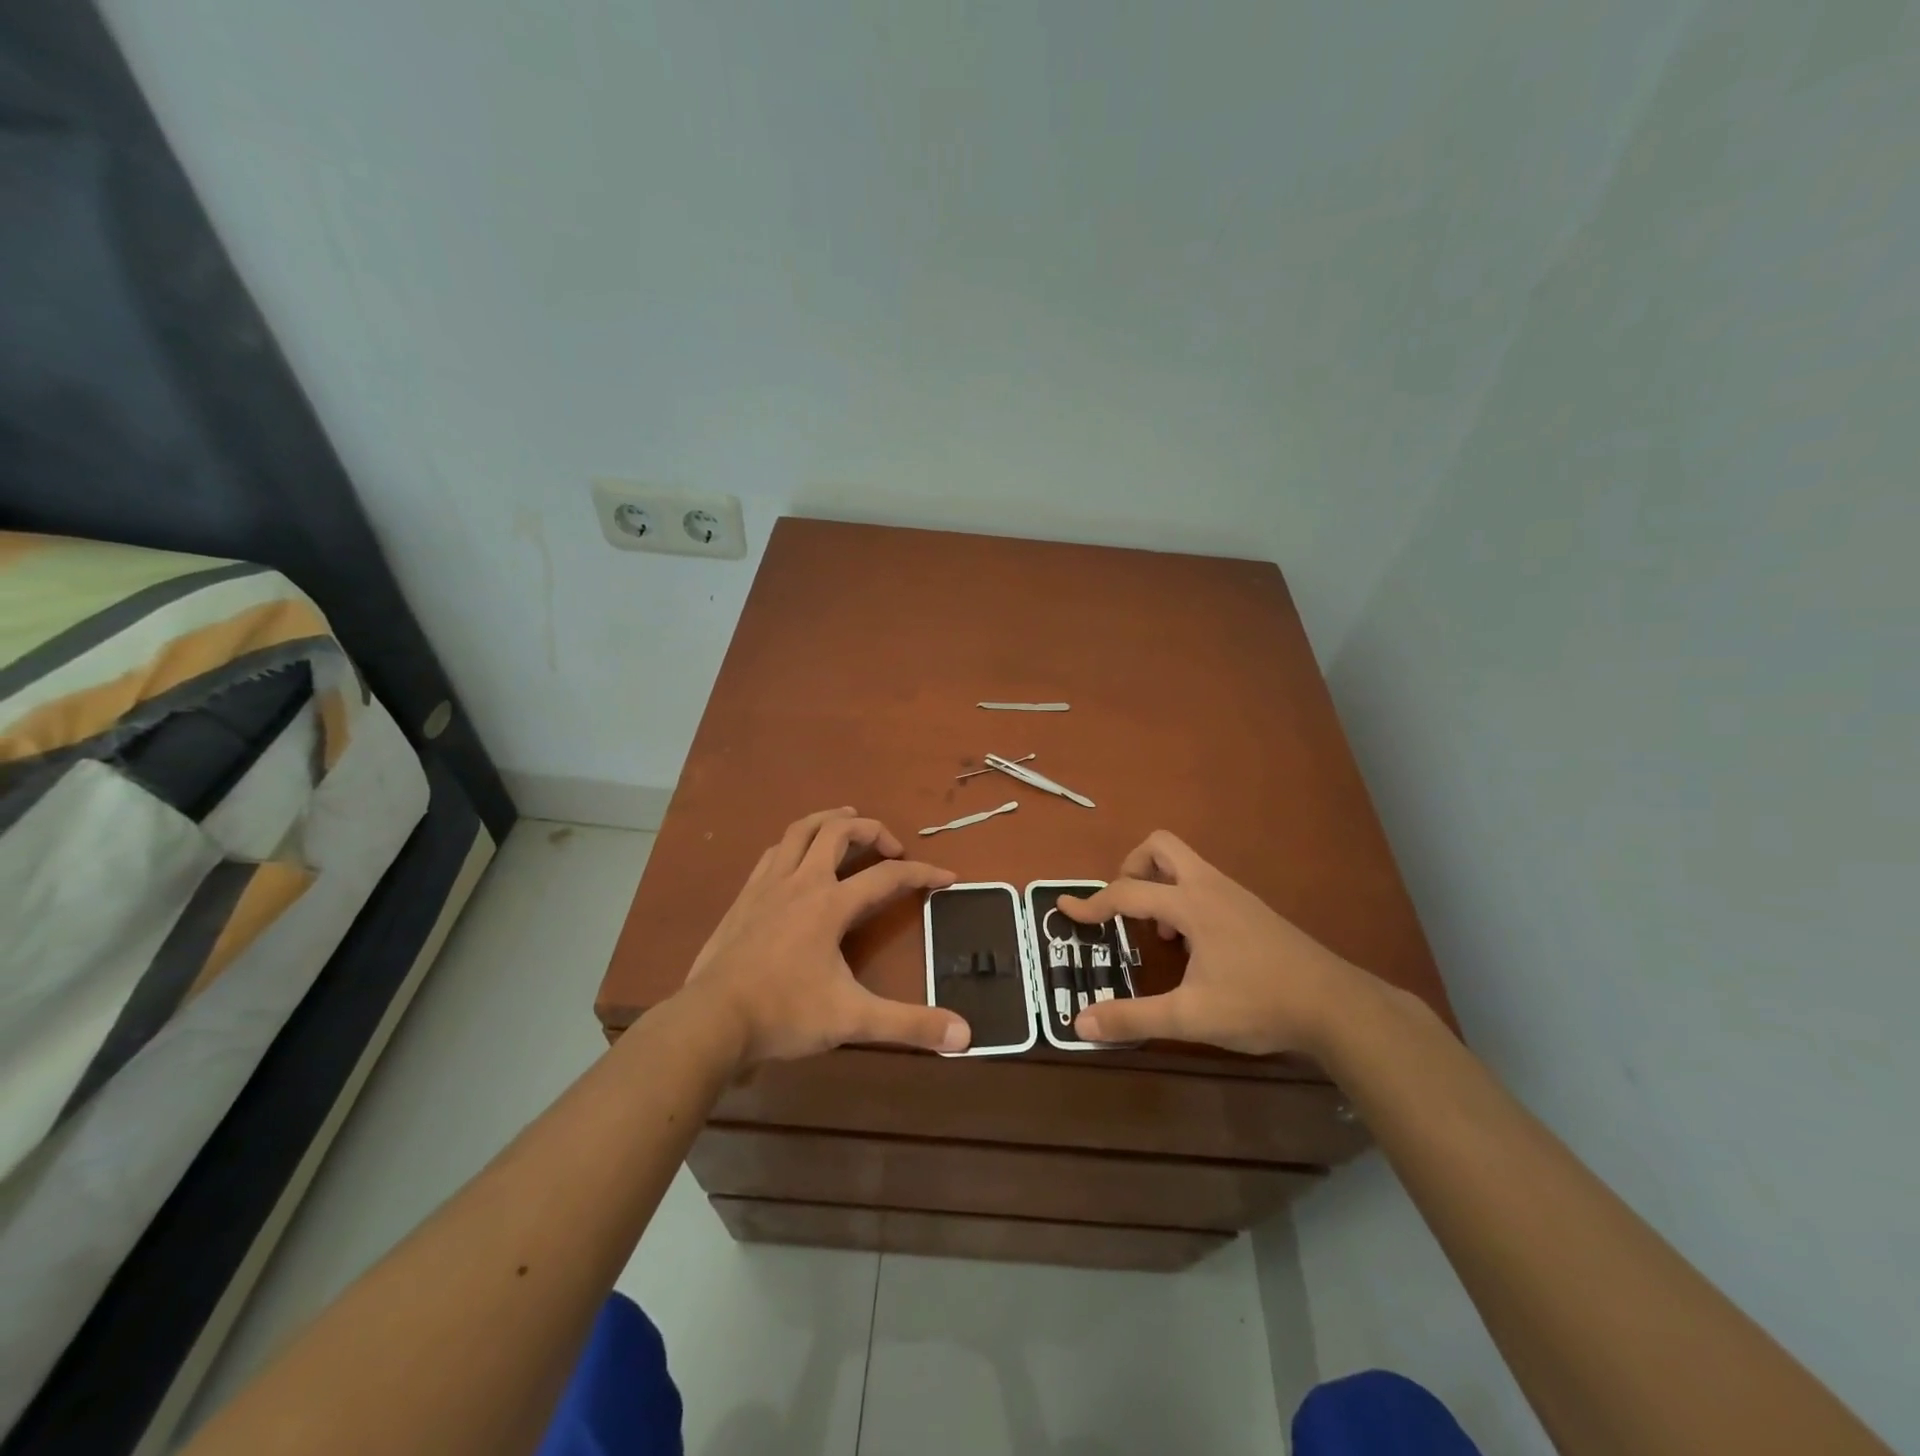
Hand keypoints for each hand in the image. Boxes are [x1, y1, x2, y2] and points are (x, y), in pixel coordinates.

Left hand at [679, 807, 970, 1065]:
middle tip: (892, 846)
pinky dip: (794, 843)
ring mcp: (767, 886)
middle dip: (872, 829)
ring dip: (829, 821)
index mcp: (830, 904)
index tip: (947, 877)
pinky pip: (774, 853)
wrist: (711, 1021)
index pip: (887, 876)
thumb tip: (965, 1035)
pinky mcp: (744, 898)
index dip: (922, 873)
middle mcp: (801, 882)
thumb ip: (908, 1025)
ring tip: (847, 822)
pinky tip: (797, 856)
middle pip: (839, 832)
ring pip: (800, 831)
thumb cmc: (784, 1014)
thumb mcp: (853, 1020)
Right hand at [1057, 830, 1367, 1056]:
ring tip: (1160, 933)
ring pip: (1185, 863)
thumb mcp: (1190, 1017)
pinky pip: (1204, 883)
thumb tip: (1080, 1024)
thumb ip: (1134, 1018)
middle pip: (1160, 846)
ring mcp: (1235, 894)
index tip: (1065, 909)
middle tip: (1124, 906)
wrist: (1336, 1005)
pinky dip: (1184, 899)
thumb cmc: (1259, 1004)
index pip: (1127, 892)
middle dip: (1132, 867)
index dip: (1091, 903)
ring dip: (1159, 885)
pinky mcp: (1251, 909)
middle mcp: (1210, 886)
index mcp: (1191, 904)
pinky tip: (1194, 946)